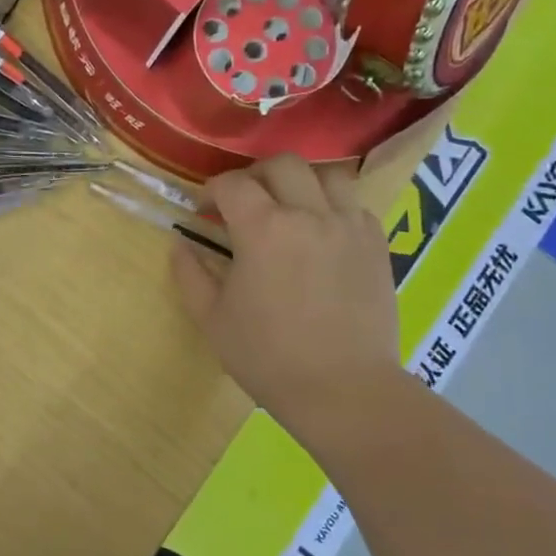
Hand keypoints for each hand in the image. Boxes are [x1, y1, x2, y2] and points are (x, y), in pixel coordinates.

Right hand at [171, 155, 400, 416]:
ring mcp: (349, 226)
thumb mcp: (212, 318)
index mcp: (263, 229)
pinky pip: (354, 205)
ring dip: (300, 183)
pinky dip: (333, 207)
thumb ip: (190, 273)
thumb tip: (179, 243)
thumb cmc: (267, 356)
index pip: (232, 184)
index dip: (212, 191)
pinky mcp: (376, 245)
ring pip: (327, 175)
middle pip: (282, 165)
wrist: (343, 390)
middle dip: (254, 176)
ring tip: (288, 208)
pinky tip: (321, 234)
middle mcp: (309, 214)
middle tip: (243, 203)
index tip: (202, 211)